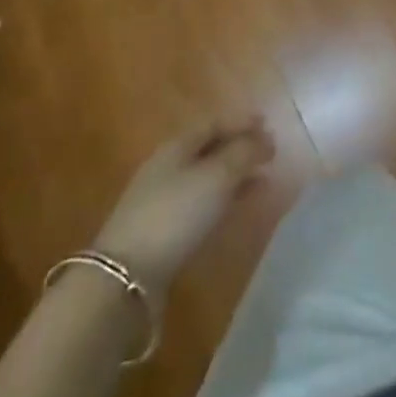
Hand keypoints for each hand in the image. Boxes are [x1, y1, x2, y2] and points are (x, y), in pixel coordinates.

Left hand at [90, 120, 274, 292]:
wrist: (126, 275)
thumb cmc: (176, 213)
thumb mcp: (217, 176)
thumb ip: (245, 152)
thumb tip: (266, 139)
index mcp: (177, 145)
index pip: (214, 123)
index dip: (242, 121)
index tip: (269, 125)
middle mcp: (167, 166)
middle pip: (209, 148)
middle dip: (240, 148)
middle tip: (269, 153)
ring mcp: (162, 198)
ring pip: (206, 176)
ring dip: (234, 174)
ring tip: (262, 180)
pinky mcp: (162, 228)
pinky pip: (201, 201)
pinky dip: (224, 198)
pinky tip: (237, 207)